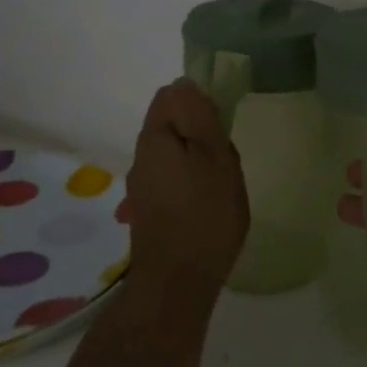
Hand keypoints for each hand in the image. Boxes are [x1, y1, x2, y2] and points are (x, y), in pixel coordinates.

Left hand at [123, 80, 249, 297]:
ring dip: (196, 159)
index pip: (171, 95)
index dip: (199, 101)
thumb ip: (200, 117)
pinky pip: (170, 179)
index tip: (223, 123)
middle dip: (200, 132)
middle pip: (170, 124)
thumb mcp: (215, 157)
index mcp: (155, 137)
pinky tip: (207, 204)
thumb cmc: (205, 214)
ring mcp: (141, 186)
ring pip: (172, 153)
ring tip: (221, 184)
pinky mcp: (147, 210)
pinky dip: (190, 182)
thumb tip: (186, 83)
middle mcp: (140, 157)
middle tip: (226, 157)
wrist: (177, 284)